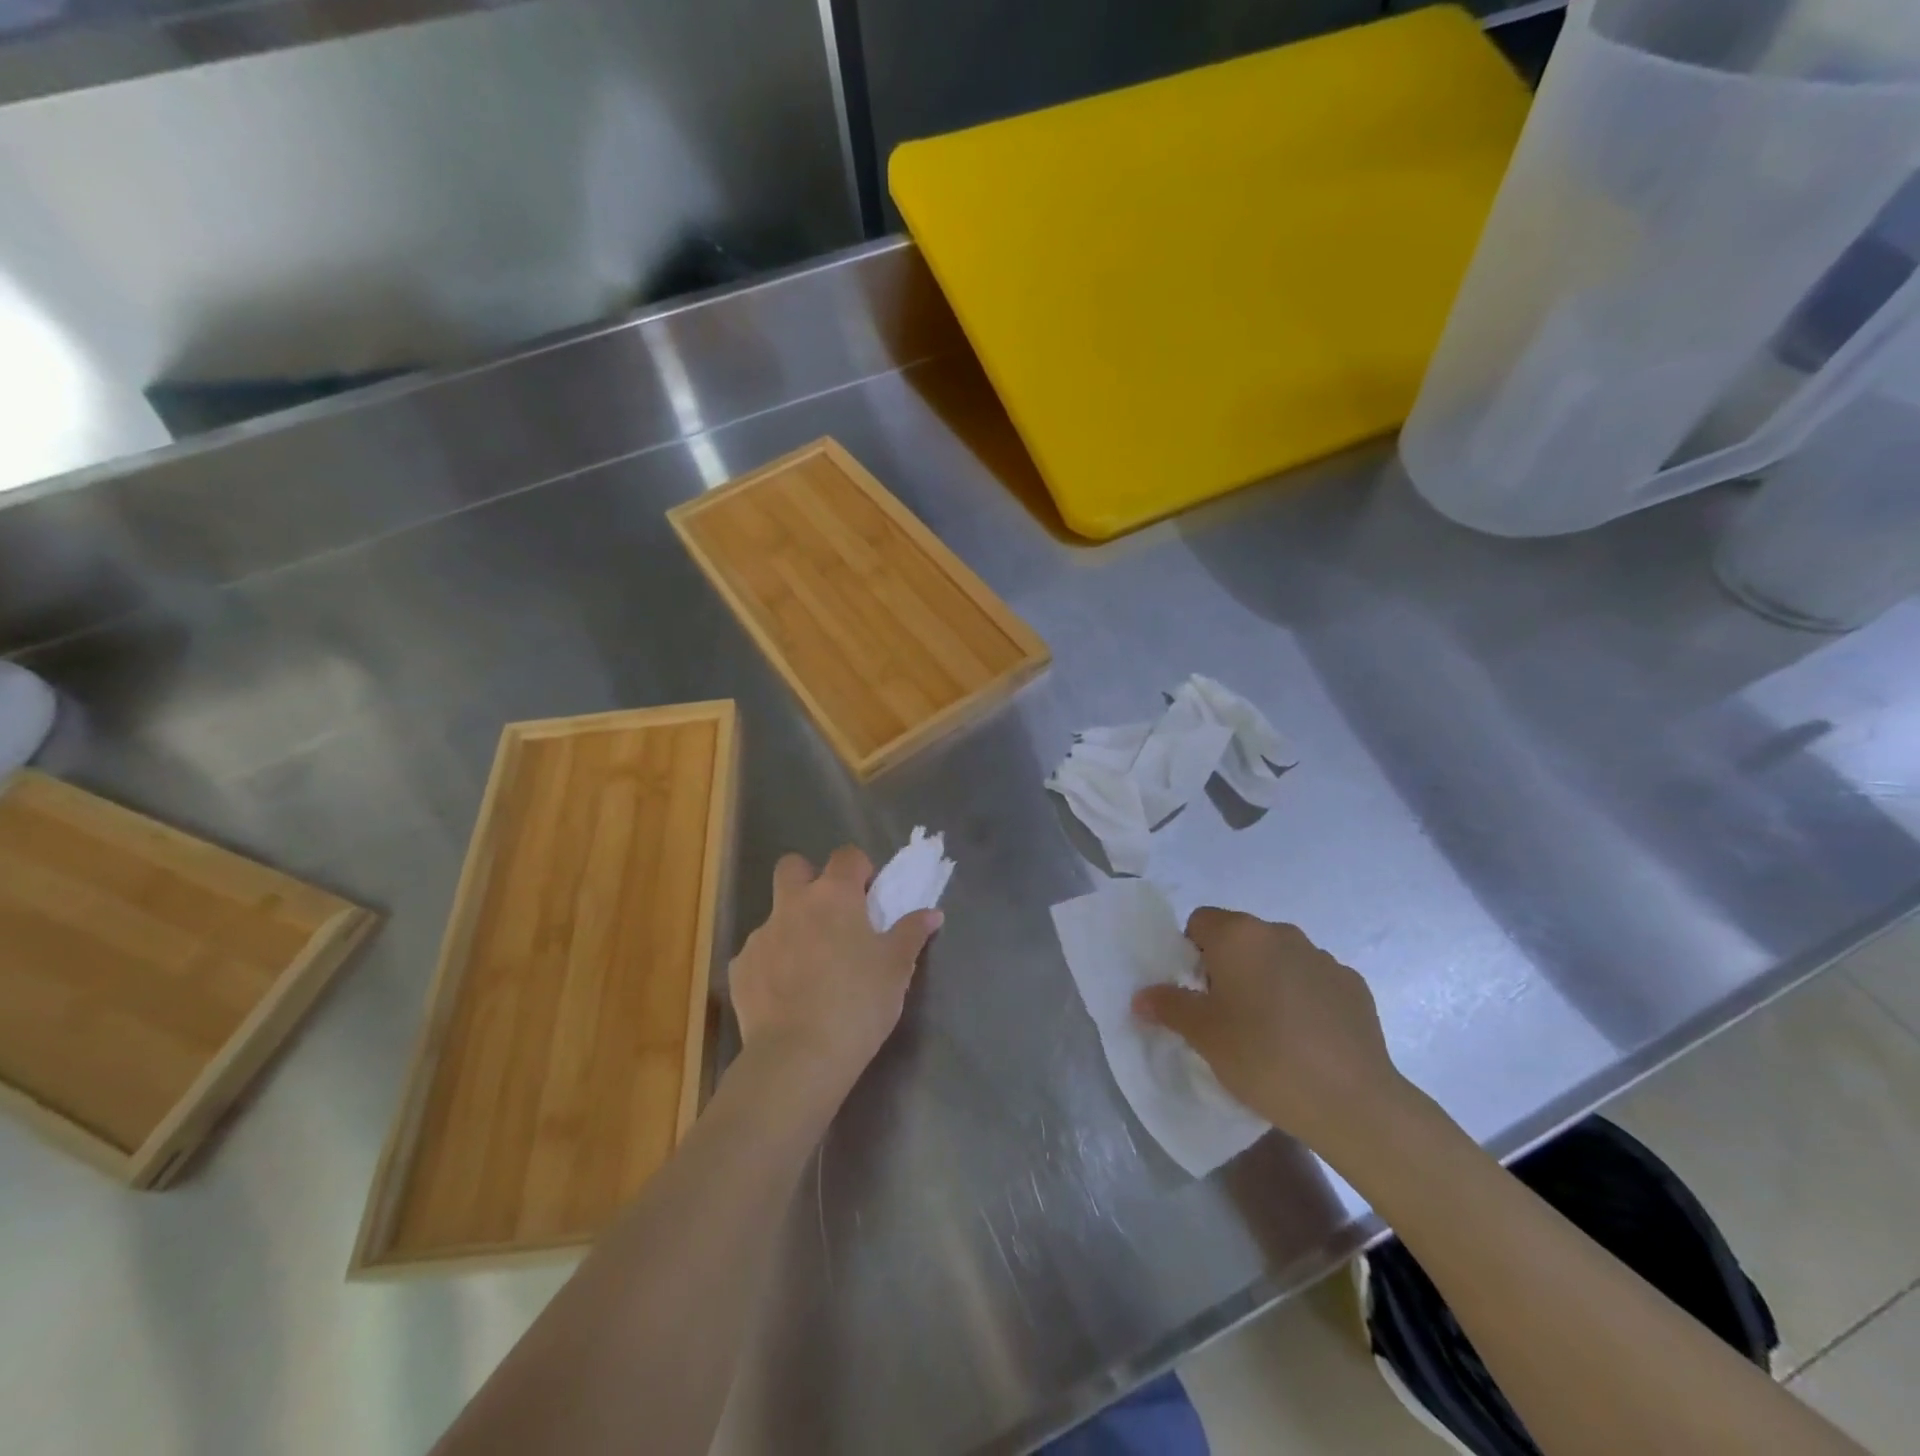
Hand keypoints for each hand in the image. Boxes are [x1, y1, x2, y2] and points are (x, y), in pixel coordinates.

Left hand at [729, 846, 941, 1099]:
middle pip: (793, 866)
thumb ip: (912, 933)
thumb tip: (932, 913)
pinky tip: (786, 993)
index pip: (847, 855)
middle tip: (830, 914)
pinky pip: (758, 953)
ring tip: (810, 966)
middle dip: (809, 879)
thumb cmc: (858, 1003)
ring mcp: (761, 935)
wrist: (798, 1056)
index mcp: (834, 895)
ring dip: (792, 926)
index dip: (860, 869)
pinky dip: (772, 963)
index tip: (869, 895)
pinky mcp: (740, 968)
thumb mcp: (897, 968)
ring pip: (774, 913)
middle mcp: (793, 904)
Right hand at [1133, 909, 1409, 1159]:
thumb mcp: (1203, 1035)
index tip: (1196, 995)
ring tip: (1269, 1032)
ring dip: (1267, 980)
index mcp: (1239, 935)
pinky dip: (1303, 999)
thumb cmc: (1263, 1057)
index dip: (1190, 954)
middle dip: (1228, 967)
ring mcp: (1323, 957)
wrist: (1352, 1101)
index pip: (1199, 922)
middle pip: (1240, 938)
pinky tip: (1306, 1040)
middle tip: (1226, 1016)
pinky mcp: (1353, 985)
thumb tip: (1142, 996)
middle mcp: (1281, 933)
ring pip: (1278, 958)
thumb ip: (1168, 1006)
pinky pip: (1313, 981)